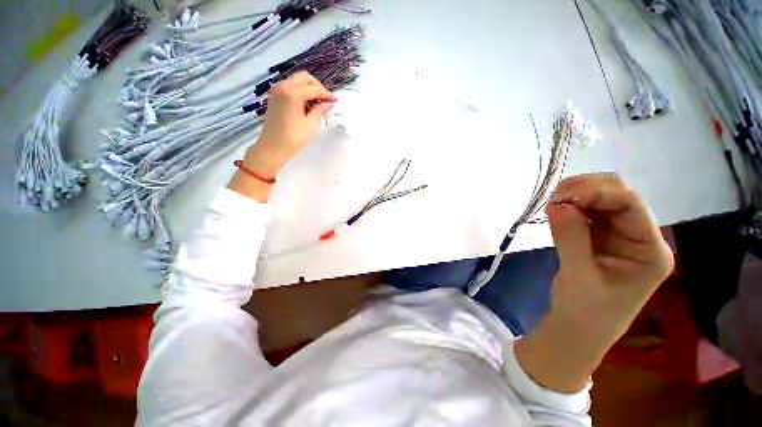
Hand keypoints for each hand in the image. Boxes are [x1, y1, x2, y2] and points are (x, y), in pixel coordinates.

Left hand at [246, 71, 336, 175]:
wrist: (273, 146)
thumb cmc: (294, 137)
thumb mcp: (311, 124)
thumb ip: (320, 110)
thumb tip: (329, 103)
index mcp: (293, 92)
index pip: (314, 88)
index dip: (326, 94)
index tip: (335, 101)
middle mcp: (283, 86)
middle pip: (305, 78)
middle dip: (317, 87)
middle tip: (326, 100)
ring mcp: (277, 90)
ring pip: (297, 81)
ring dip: (309, 89)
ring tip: (318, 104)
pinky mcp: (275, 96)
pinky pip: (290, 87)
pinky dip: (301, 92)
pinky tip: (307, 105)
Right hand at [546, 173, 673, 341]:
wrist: (578, 327)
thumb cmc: (586, 311)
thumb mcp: (579, 276)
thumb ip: (571, 239)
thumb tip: (557, 205)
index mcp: (649, 249)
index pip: (630, 205)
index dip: (596, 192)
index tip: (560, 197)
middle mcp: (639, 236)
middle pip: (617, 197)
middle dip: (585, 191)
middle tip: (553, 198)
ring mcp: (619, 236)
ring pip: (600, 201)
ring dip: (574, 197)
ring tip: (551, 205)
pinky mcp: (599, 237)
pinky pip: (586, 212)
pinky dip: (569, 207)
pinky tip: (555, 212)